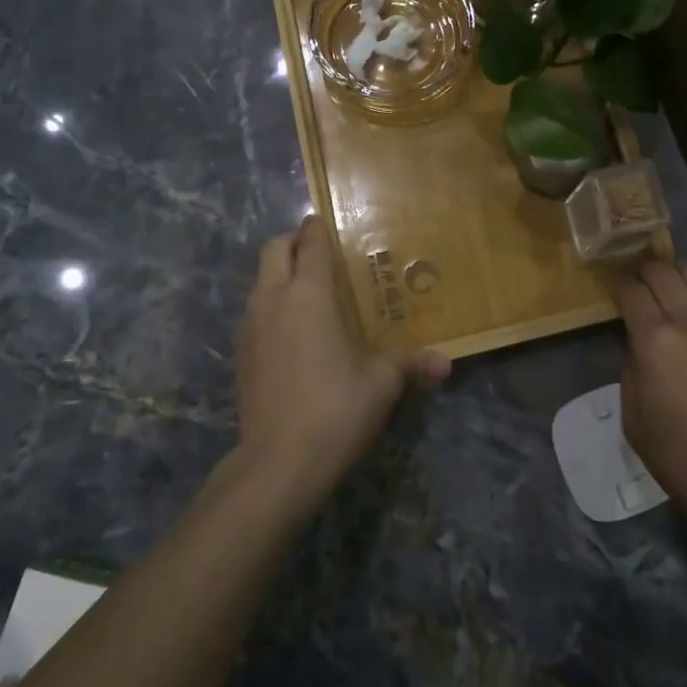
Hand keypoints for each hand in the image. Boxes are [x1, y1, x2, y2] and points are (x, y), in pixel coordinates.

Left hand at [232, 215, 447, 509]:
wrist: (277, 464)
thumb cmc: (335, 409)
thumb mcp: (381, 384)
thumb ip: (411, 364)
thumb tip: (447, 364)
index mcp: (308, 295)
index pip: (308, 243)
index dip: (317, 227)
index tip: (329, 222)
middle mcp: (273, 299)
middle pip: (273, 249)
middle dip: (293, 242)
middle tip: (319, 253)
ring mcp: (250, 326)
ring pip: (259, 279)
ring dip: (279, 273)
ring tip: (310, 293)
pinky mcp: (240, 353)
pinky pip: (254, 309)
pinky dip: (271, 304)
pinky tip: (293, 333)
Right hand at [615, 260, 686, 549]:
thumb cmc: (685, 461)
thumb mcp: (634, 421)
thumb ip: (630, 371)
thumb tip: (636, 344)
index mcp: (655, 342)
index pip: (630, 290)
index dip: (617, 284)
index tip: (613, 289)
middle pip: (662, 270)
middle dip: (644, 272)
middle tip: (639, 285)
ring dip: (677, 273)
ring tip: (672, 287)